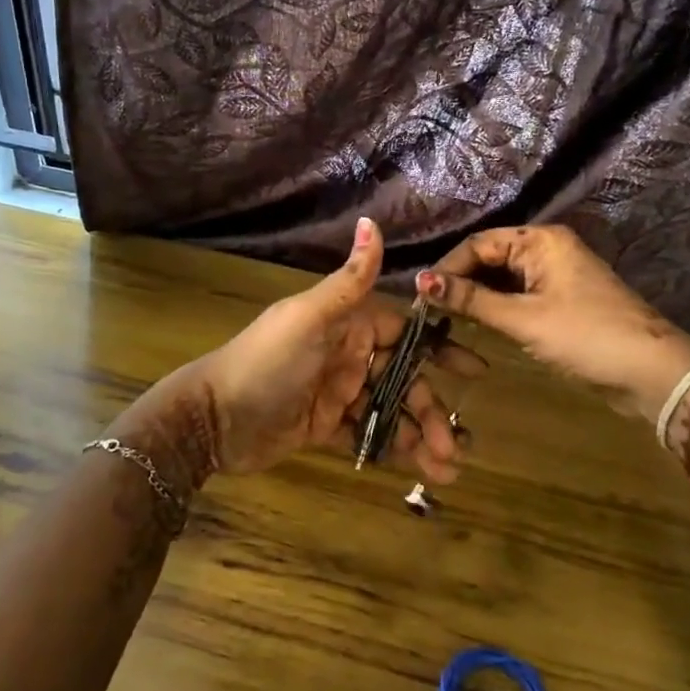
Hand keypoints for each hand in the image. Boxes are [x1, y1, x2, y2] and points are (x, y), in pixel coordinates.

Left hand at [134, 219, 484, 483]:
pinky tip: (419, 469)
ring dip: (419, 436)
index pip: (404, 333)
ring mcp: (338, 392)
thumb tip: (372, 221)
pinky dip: (394, 449)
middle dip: (432, 409)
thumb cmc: (266, 362)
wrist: (214, 419)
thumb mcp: (309, 318)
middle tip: (458, 443)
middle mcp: (348, 355)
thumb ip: (348, 280)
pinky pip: (370, 435)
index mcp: (347, 325)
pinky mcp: (327, 426)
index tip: (475, 370)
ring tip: (446, 467)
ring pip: (391, 410)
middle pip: (404, 379)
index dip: (439, 350)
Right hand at [415, 226, 689, 405]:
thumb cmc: (586, 336)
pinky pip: (517, 294)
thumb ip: (471, 300)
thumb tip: (421, 282)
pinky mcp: (561, 300)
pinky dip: (496, 307)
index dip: (447, 268)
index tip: (421, 296)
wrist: (652, 372)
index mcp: (541, 240)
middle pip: (490, 257)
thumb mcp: (523, 319)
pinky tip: (475, 324)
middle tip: (428, 311)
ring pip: (502, 278)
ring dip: (476, 296)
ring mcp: (556, 274)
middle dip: (460, 281)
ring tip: (444, 318)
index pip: (479, 244)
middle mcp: (547, 249)